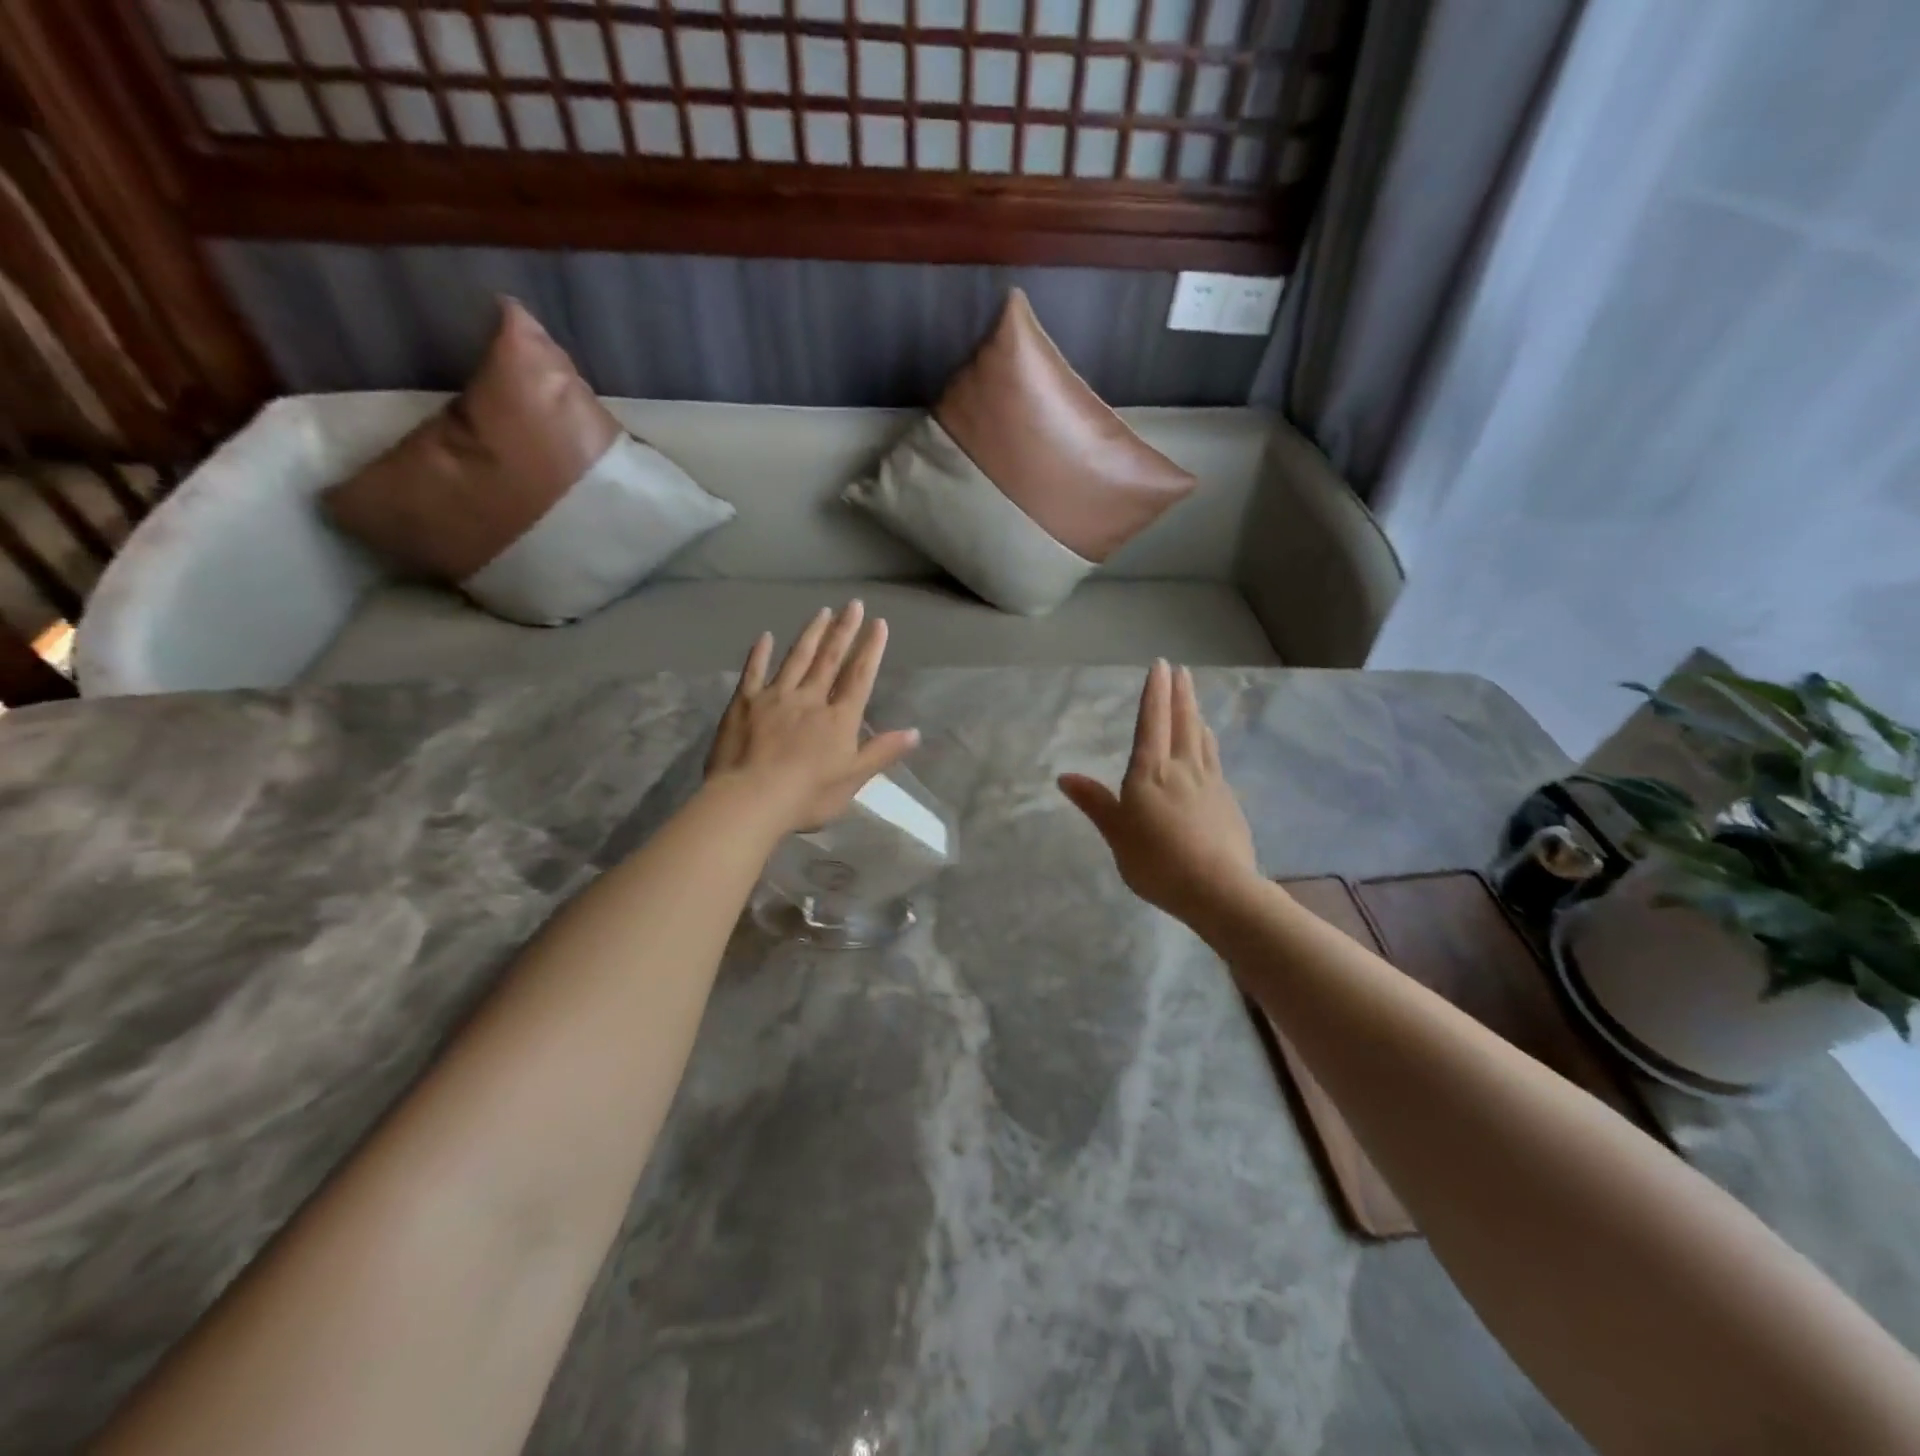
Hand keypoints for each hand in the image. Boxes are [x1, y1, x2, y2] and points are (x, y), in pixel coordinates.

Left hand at [704, 601, 919, 835]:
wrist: (750, 799)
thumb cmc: (807, 796)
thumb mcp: (853, 779)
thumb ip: (881, 752)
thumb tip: (915, 732)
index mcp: (839, 719)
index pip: (859, 677)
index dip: (871, 650)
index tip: (878, 623)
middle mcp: (810, 699)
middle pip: (830, 659)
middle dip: (844, 630)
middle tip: (852, 604)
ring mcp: (775, 697)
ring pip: (797, 658)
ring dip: (811, 634)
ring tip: (822, 612)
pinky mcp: (743, 703)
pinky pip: (754, 671)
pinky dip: (760, 653)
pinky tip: (765, 636)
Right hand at [1059, 661, 1258, 924]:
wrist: (1218, 888)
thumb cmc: (1157, 861)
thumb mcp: (1116, 834)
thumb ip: (1094, 802)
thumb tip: (1064, 776)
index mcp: (1150, 772)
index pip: (1151, 722)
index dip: (1154, 693)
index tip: (1159, 666)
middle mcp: (1182, 769)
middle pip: (1182, 723)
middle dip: (1180, 694)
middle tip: (1181, 670)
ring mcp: (1210, 783)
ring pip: (1202, 739)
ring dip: (1196, 715)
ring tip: (1194, 703)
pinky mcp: (1228, 802)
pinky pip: (1214, 761)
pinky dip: (1209, 744)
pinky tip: (1209, 748)